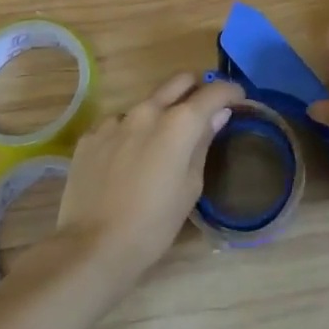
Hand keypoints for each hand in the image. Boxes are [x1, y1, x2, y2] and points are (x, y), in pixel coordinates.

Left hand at [57, 73, 241, 283]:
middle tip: (202, 112)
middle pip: (179, 81)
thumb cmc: (154, 224)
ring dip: (159, 114)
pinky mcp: (90, 136)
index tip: (237, 100)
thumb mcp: (190, 187)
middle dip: (196, 89)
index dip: (230, 92)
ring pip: (147, 103)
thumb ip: (203, 143)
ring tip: (158, 146)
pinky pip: (118, 124)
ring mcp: (115, 121)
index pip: (214, 91)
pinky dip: (130, 134)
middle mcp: (147, 110)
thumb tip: (218, 115)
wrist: (92, 248)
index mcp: (179, 122)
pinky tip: (126, 162)